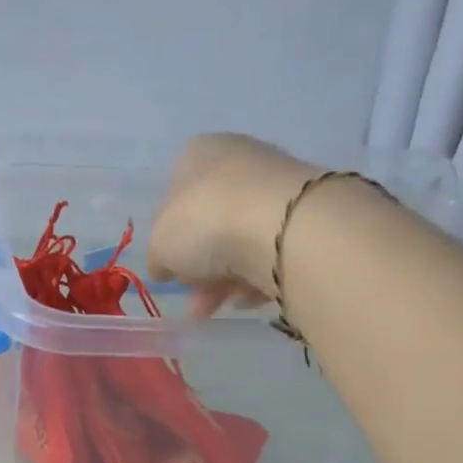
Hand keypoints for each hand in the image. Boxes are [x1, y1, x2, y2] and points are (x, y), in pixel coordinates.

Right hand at [147, 134, 321, 314]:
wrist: (280, 227)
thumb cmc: (205, 223)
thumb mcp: (159, 244)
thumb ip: (158, 256)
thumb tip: (165, 266)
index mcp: (197, 155)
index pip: (175, 196)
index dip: (169, 238)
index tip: (171, 269)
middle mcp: (238, 160)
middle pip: (209, 222)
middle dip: (200, 267)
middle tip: (195, 299)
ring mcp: (275, 184)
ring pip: (239, 240)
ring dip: (224, 278)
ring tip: (217, 307)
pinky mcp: (304, 213)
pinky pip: (269, 251)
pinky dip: (257, 275)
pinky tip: (249, 296)